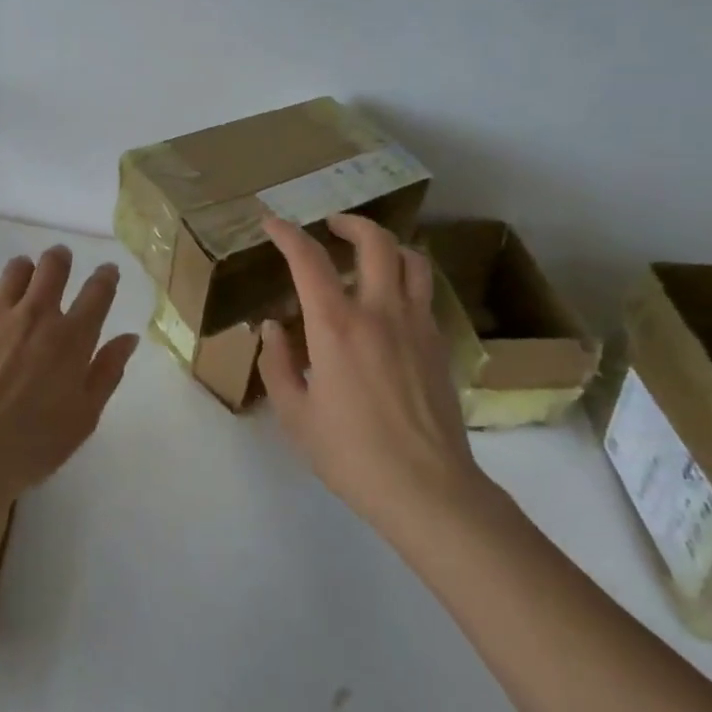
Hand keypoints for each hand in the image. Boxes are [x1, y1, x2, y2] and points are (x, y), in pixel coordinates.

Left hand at [0, 246, 139, 504]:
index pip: (97, 292)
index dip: (105, 276)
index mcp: (71, 338)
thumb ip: (107, 373)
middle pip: (52, 267)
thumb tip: (128, 338)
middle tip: (60, 261)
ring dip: (23, 270)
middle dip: (60, 259)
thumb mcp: (83, 418)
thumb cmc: (32, 446)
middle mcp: (34, 316)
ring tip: (22, 277)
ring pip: (13, 272)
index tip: (107, 270)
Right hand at [258, 214, 486, 530]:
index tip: (271, 222)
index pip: (308, 260)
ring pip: (412, 260)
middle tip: (331, 226)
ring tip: (367, 254)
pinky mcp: (439, 345)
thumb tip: (273, 328)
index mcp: (336, 327)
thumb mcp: (295, 414)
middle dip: (350, 223)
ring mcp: (417, 326)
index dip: (287, 234)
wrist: (428, 490)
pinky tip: (389, 302)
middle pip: (375, 242)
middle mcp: (380, 313)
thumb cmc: (351, 455)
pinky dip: (405, 279)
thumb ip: (278, 364)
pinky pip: (424, 293)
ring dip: (387, 245)